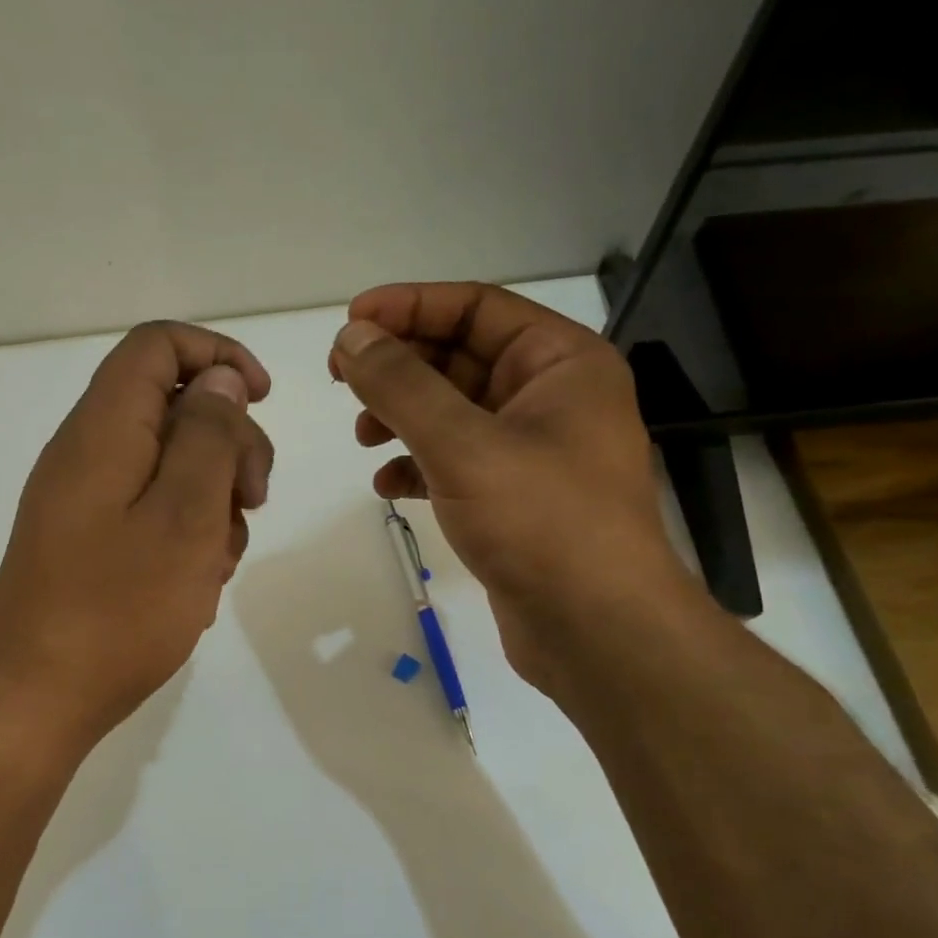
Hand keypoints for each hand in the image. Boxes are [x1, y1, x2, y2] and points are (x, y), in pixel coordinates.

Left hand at [0, 321, 272, 749]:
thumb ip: (208, 437)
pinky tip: (197, 583)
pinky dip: (185, 533)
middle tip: (252, 503)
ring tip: (218, 562)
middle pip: (171, 406)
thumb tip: (218, 381)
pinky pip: (150, 510)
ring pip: (169, 464)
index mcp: (104, 428)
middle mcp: (88, 451)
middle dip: (228, 443)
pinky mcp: (90, 540)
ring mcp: (86, 500)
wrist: (34, 698)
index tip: (262, 399)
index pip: (157, 345)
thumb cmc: (117, 608)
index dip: (217, 356)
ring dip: (212, 499)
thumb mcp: (184, 516)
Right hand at [330, 282, 692, 687]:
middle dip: (399, 367)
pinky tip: (387, 486)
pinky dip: (416, 465)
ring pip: (452, 412)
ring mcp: (534, 450)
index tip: (349, 324)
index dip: (408, 307)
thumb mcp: (462, 444)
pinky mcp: (514, 497)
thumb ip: (401, 385)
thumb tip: (351, 337)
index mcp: (560, 362)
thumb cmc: (541, 522)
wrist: (597, 630)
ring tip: (362, 437)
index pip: (476, 308)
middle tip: (340, 379)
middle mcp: (552, 397)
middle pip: (460, 357)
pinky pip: (455, 461)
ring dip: (402, 416)